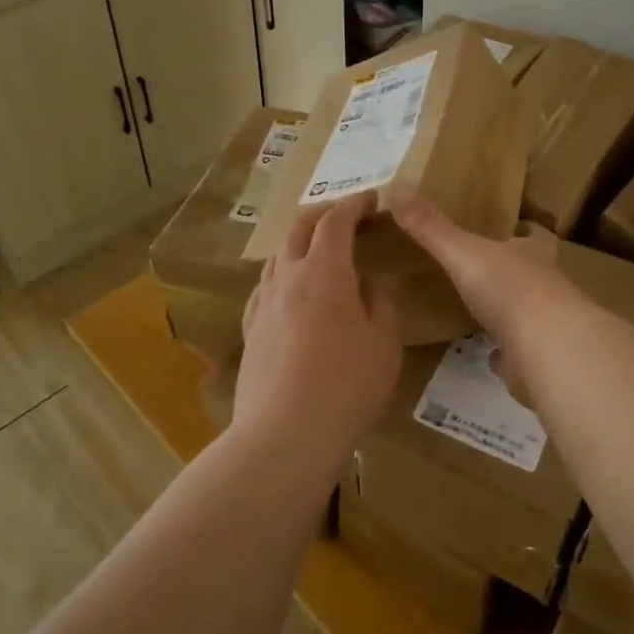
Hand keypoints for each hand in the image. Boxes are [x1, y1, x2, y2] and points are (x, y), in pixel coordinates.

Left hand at [235, 192, 400, 467]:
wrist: (284, 435)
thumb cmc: (346, 386)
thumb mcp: (384, 344)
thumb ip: (379, 304)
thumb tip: (366, 286)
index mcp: (325, 271)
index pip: (336, 221)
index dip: (354, 204)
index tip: (371, 199)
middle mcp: (288, 277)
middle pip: (299, 228)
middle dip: (323, 214)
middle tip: (346, 217)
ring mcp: (263, 303)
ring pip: (277, 256)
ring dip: (299, 243)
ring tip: (318, 252)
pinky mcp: (250, 330)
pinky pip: (265, 287)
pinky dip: (282, 275)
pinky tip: (290, 292)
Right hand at [389, 188, 568, 341]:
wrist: (547, 351)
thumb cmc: (509, 289)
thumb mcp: (462, 251)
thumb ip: (430, 226)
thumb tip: (396, 187)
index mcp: (532, 256)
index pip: (537, 237)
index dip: (529, 231)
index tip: (519, 226)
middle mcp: (546, 287)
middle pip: (535, 274)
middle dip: (516, 271)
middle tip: (488, 269)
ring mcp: (545, 327)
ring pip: (529, 314)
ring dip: (510, 312)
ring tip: (481, 310)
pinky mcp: (538, 361)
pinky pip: (519, 353)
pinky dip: (505, 352)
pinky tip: (487, 353)